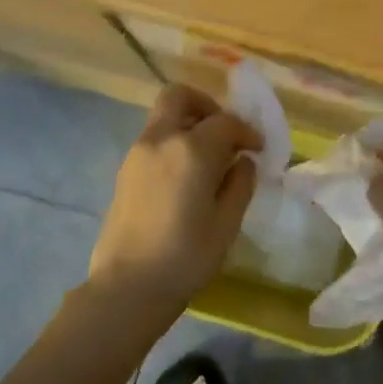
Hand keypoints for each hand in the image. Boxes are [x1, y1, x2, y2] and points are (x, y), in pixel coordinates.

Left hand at [87, 83, 260, 319]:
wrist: (127, 287)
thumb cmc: (186, 257)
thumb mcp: (227, 223)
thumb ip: (240, 184)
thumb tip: (243, 161)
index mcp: (192, 149)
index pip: (226, 122)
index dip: (247, 132)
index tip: (258, 149)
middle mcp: (161, 139)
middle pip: (180, 97)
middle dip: (207, 106)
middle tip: (225, 134)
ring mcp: (137, 153)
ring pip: (164, 116)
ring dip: (188, 123)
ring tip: (208, 158)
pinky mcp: (124, 171)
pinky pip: (153, 139)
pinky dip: (173, 142)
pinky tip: (186, 176)